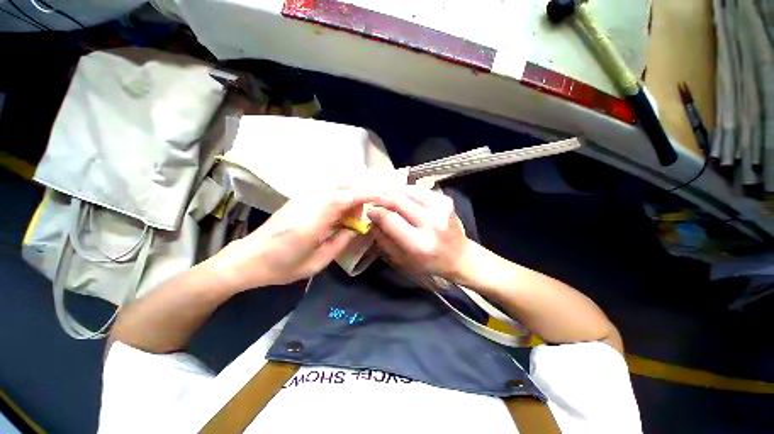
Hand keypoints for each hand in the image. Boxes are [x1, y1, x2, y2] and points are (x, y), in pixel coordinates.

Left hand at [214, 185, 380, 290]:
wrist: (247, 259)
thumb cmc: (281, 267)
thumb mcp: (316, 263)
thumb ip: (340, 242)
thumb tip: (356, 228)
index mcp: (313, 221)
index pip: (345, 199)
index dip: (365, 195)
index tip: (381, 196)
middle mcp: (308, 203)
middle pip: (341, 188)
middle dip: (358, 196)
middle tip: (364, 214)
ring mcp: (301, 199)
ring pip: (333, 187)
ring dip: (348, 196)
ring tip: (353, 214)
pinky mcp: (297, 200)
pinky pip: (324, 192)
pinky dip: (338, 197)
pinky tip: (338, 212)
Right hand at [368, 186, 472, 280]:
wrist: (459, 256)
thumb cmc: (428, 263)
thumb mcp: (402, 260)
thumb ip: (383, 240)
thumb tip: (372, 221)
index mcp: (419, 243)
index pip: (389, 218)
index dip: (375, 212)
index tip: (369, 211)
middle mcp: (431, 223)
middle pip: (397, 200)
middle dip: (381, 198)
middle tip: (374, 201)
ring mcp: (440, 208)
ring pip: (406, 190)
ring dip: (392, 192)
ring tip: (385, 198)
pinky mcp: (445, 200)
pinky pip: (418, 189)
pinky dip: (405, 191)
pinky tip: (401, 197)